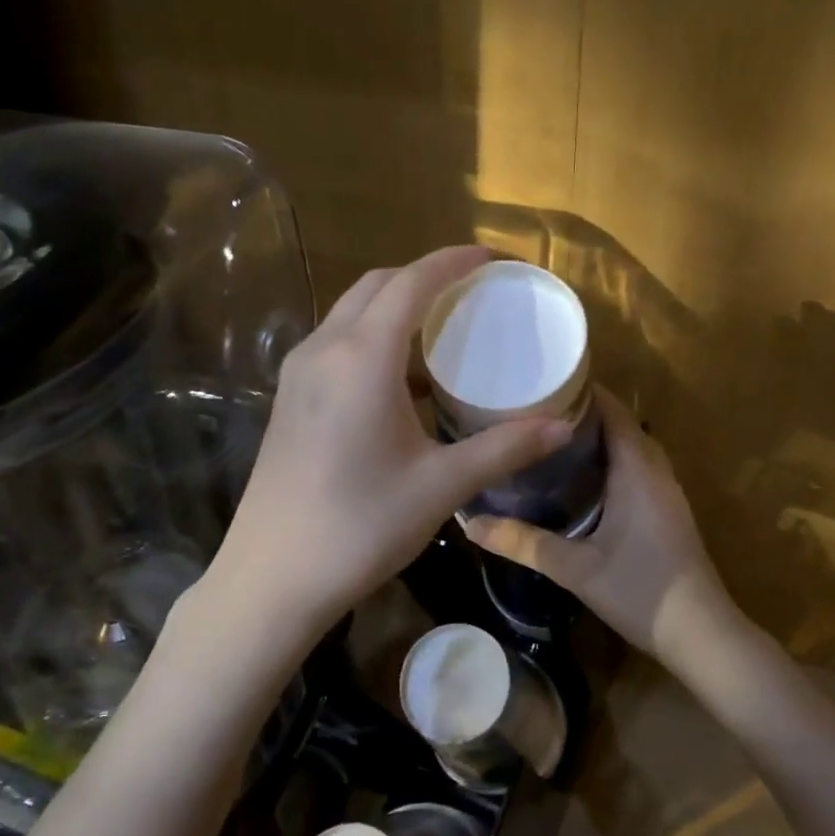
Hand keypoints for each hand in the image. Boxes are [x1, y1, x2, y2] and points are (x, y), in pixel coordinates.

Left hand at [198, 247, 573, 638]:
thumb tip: (563, 426)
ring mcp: (298, 373)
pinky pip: (337, 341)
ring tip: (444, 328)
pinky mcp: (289, 398)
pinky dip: (374, 335)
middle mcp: (324, 349)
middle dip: (424, 277)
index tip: (491, 258)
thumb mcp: (441, 485)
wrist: (271, 578)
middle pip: (376, 286)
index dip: (453, 262)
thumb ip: (504, 448)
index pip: (411, 283)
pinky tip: (404, 378)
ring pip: (351, 312)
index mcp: (362, 358)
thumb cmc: (360, 526)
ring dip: (396, 305)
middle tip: (472, 292)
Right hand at [464, 386, 736, 664]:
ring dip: (598, 437)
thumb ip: (523, 543)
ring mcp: (666, 491)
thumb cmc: (640, 591)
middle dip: (582, 412)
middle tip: (534, 412)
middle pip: (621, 423)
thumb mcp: (575, 568)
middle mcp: (656, 470)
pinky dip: (611, 459)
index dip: (580, 391)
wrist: (702, 634)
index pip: (612, 409)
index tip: (540, 385)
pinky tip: (582, 478)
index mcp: (637, 469)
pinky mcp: (668, 510)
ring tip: (551, 438)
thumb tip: (470, 525)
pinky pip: (638, 467)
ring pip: (631, 446)